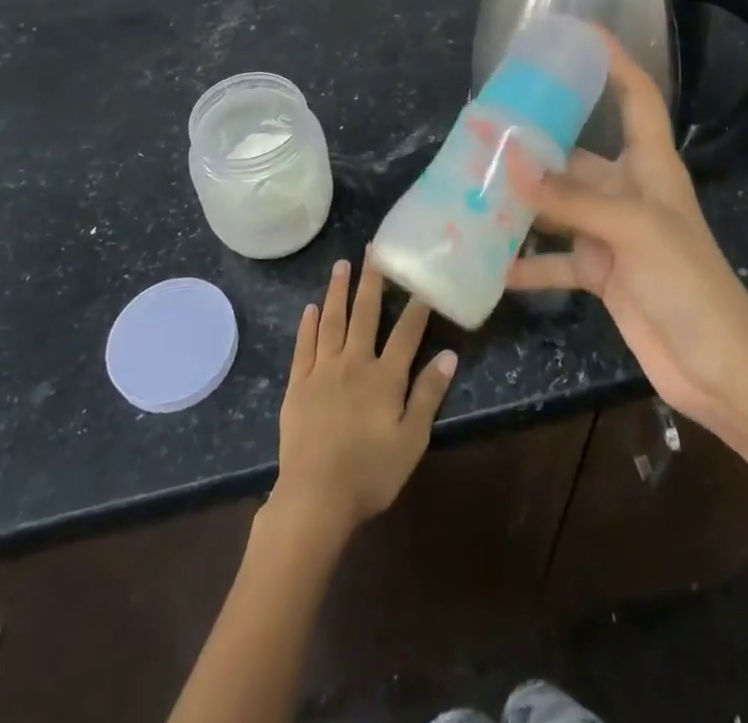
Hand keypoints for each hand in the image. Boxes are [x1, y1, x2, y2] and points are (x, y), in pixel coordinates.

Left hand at [271, 259, 456, 539]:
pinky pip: (304, 346)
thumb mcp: (411, 441)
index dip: (416, 306)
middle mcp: (353, 363)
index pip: (406, 332)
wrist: (314, 498)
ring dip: (338, 291)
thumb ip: (428, 395)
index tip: (422, 278)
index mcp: (384, 377)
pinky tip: (311, 307)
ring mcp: (322, 371)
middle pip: (364, 315)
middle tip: (372, 249)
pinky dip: (308, 324)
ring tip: (342, 264)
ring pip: (332, 321)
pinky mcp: (297, 385)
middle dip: (371, 281)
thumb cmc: (370, 473)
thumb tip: (449, 355)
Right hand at [507, 34, 747, 432]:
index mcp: (650, 165)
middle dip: (535, 140)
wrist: (718, 369)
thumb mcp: (633, 230)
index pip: (636, 96)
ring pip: (558, 205)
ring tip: (473, 187)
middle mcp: (628, 192)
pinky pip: (555, 260)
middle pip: (577, 153)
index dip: (614, 60)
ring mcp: (612, 234)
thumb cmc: (689, 283)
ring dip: (522, 201)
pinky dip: (527, 263)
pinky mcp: (601, 272)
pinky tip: (492, 265)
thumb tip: (510, 161)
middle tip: (485, 126)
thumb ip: (570, 197)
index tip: (578, 33)